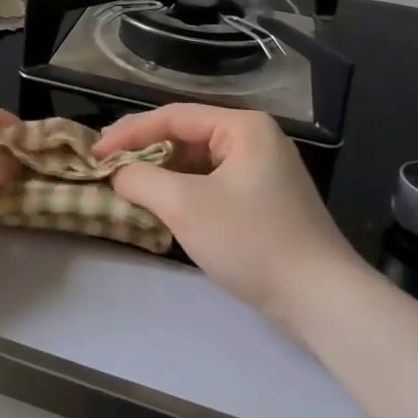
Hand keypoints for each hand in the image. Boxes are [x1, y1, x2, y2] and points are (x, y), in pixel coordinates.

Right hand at [96, 105, 366, 323]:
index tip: (95, 152)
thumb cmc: (251, 240)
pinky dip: (183, 192)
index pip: (172, 117)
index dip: (128, 132)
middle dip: (144, 152)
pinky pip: (212, 184)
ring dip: (162, 174)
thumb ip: (141, 179)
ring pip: (197, 162)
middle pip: (185, 136)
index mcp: (243, 127)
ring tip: (127, 186)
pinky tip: (161, 206)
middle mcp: (255, 139)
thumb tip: (117, 173)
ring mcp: (263, 171)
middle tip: (107, 167)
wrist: (322, 301)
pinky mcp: (264, 201)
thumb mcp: (185, 205)